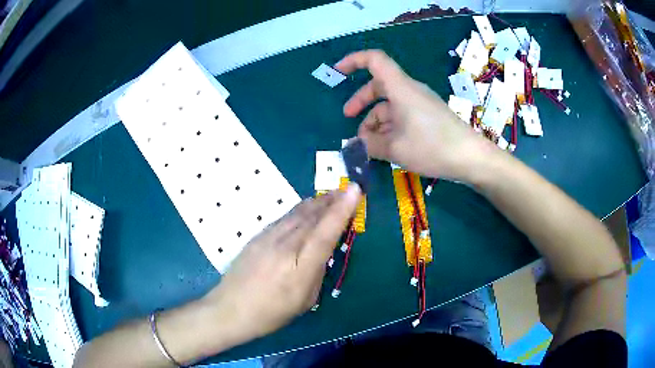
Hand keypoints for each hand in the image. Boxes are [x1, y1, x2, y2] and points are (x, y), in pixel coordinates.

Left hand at [204, 185, 360, 341]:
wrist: (230, 309)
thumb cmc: (271, 313)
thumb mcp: (304, 301)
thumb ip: (317, 272)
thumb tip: (322, 251)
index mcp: (299, 268)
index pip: (325, 233)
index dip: (341, 210)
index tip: (354, 190)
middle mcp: (284, 247)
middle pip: (312, 217)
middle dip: (332, 201)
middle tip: (347, 189)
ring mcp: (268, 238)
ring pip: (297, 213)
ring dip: (317, 202)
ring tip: (331, 194)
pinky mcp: (258, 236)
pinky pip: (285, 218)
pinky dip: (300, 209)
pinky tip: (307, 207)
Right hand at [335, 50, 492, 180]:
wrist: (471, 157)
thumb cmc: (432, 147)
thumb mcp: (395, 149)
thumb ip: (370, 145)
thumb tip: (356, 144)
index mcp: (400, 88)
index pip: (374, 60)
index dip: (354, 61)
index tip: (338, 72)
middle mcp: (409, 91)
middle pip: (379, 86)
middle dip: (361, 101)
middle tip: (348, 119)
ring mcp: (420, 103)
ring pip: (390, 104)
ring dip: (375, 121)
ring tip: (368, 144)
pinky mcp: (427, 116)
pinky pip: (402, 115)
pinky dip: (390, 127)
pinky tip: (386, 146)